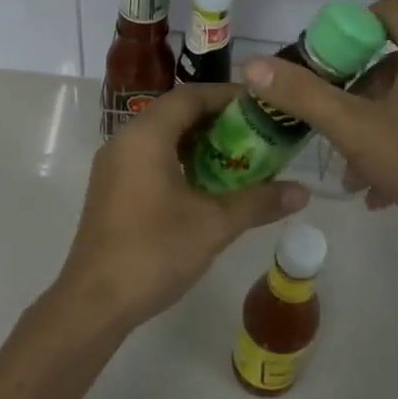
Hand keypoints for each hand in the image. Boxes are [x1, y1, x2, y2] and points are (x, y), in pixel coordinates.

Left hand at [52, 83, 309, 334]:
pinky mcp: (112, 190)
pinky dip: (181, 162)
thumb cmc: (153, 252)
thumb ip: (258, 202)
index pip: (190, 96)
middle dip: (218, 121)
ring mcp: (113, 167)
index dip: (228, 96)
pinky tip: (208, 186)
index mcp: (145, 137)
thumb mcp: (213, 225)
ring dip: (200, 144)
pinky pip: (150, 160)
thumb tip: (303, 191)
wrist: (94, 302)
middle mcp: (124, 142)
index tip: (263, 105)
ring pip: (162, 139)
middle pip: (176, 114)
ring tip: (241, 158)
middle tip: (258, 133)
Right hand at [239, 0, 397, 270]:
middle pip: (392, 59)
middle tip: (329, 124)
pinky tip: (380, 190)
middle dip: (353, 93)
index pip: (386, 11)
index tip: (320, 65)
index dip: (347, 30)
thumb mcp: (358, 131)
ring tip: (350, 170)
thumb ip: (303, 96)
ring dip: (372, 127)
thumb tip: (252, 65)